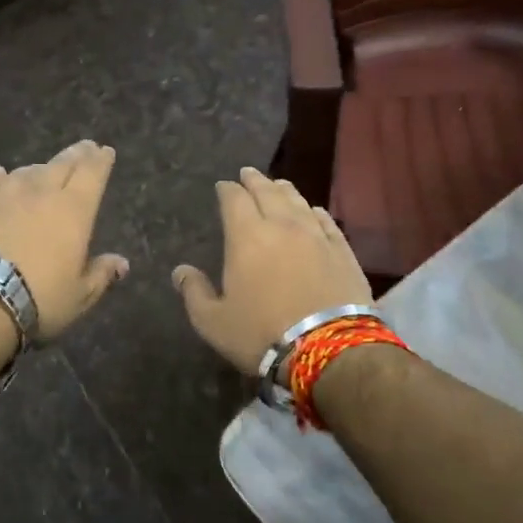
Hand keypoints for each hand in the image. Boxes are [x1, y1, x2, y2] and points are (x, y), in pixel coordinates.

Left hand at [0, 140, 128, 340]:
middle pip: (60, 165)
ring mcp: (1, 198)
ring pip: (24, 173)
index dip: (100, 160)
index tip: (105, 151)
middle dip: (75, 155)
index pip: (92, 174)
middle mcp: (39, 194)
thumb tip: (121, 263)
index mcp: (73, 211)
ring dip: (37, 170)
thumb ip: (101, 275)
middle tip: (83, 148)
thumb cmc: (39, 300)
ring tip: (42, 170)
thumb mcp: (80, 296)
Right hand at [173, 167, 373, 373]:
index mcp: (246, 237)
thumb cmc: (261, 334)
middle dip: (254, 181)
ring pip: (298, 202)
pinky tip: (312, 211)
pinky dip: (314, 212)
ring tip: (277, 185)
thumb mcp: (213, 321)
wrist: (328, 348)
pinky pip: (326, 221)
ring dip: (284, 190)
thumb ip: (194, 292)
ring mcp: (316, 236)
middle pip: (267, 192)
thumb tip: (180, 271)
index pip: (234, 200)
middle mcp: (282, 226)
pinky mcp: (342, 251)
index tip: (222, 186)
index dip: (227, 190)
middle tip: (247, 173)